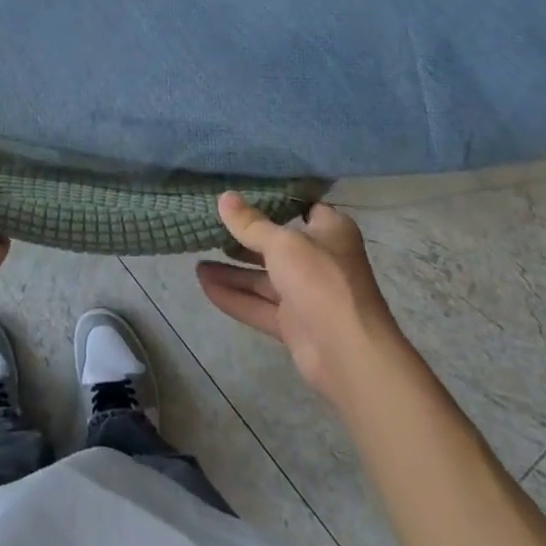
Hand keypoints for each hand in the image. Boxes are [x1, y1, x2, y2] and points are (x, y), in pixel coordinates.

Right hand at [197, 195, 406, 406]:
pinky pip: (258, 304)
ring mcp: (306, 293)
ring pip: (263, 276)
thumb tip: (224, 197)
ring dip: (232, 270)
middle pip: (275, 243)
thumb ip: (250, 223)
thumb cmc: (321, 281)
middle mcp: (319, 258)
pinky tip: (203, 284)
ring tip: (196, 257)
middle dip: (243, 237)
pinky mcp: (294, 323)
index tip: (238, 192)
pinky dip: (234, 296)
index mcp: (329, 231)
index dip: (271, 200)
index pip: (300, 207)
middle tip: (208, 224)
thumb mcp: (282, 243)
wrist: (349, 354)